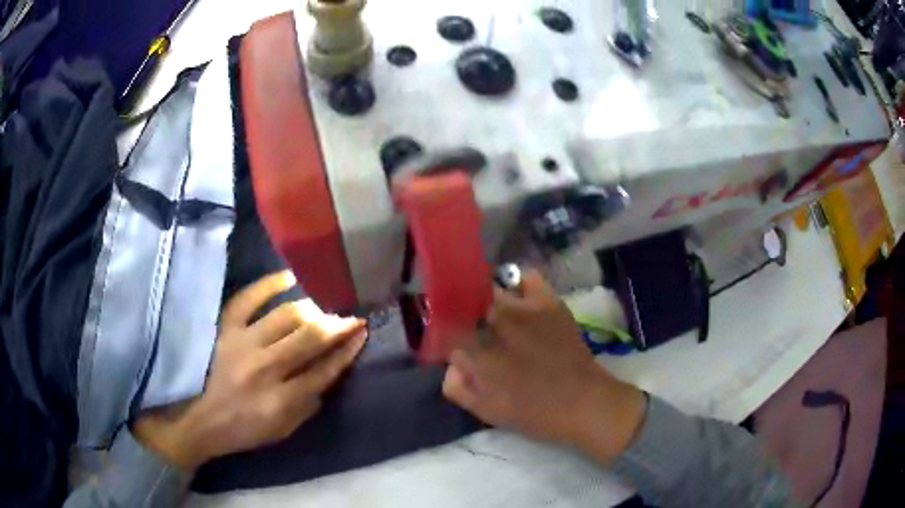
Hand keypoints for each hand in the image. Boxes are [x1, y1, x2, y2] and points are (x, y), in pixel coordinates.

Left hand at [133, 271, 366, 469]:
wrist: (197, 419)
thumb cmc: (241, 429)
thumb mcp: (281, 431)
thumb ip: (307, 404)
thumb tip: (327, 374)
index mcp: (281, 401)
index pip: (324, 371)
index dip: (346, 351)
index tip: (361, 334)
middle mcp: (265, 369)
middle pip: (309, 338)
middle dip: (337, 325)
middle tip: (351, 316)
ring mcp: (241, 343)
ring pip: (286, 316)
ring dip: (312, 309)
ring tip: (323, 306)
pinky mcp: (223, 328)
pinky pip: (248, 298)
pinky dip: (269, 284)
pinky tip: (289, 279)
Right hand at [442, 269, 645, 462]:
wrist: (581, 401)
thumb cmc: (531, 412)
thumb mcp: (484, 409)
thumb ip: (456, 384)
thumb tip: (452, 362)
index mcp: (476, 350)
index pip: (446, 328)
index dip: (445, 334)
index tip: (452, 343)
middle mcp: (495, 321)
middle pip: (465, 303)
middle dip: (464, 316)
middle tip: (474, 332)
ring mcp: (523, 307)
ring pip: (490, 288)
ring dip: (486, 300)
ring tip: (495, 315)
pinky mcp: (547, 301)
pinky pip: (526, 277)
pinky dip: (518, 283)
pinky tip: (520, 298)